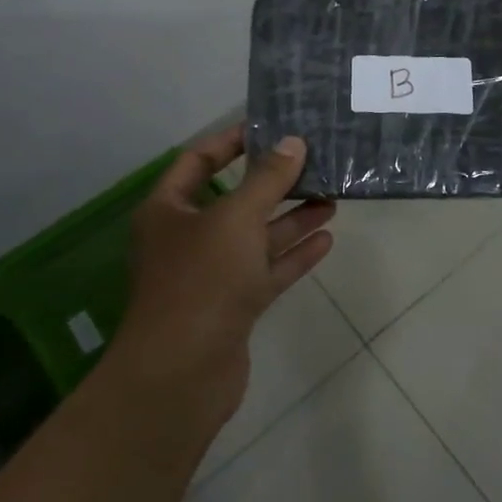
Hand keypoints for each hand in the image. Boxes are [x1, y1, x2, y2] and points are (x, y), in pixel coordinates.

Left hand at [114, 127, 335, 429]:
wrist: (183, 373)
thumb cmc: (202, 280)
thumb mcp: (236, 218)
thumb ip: (267, 179)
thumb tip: (293, 142)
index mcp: (169, 209)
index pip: (198, 160)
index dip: (232, 141)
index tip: (272, 128)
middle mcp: (186, 238)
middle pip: (234, 199)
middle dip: (273, 183)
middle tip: (314, 163)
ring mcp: (210, 274)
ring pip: (255, 237)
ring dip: (291, 218)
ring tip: (332, 196)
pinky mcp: (233, 305)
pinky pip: (266, 270)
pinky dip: (293, 255)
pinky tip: (326, 237)